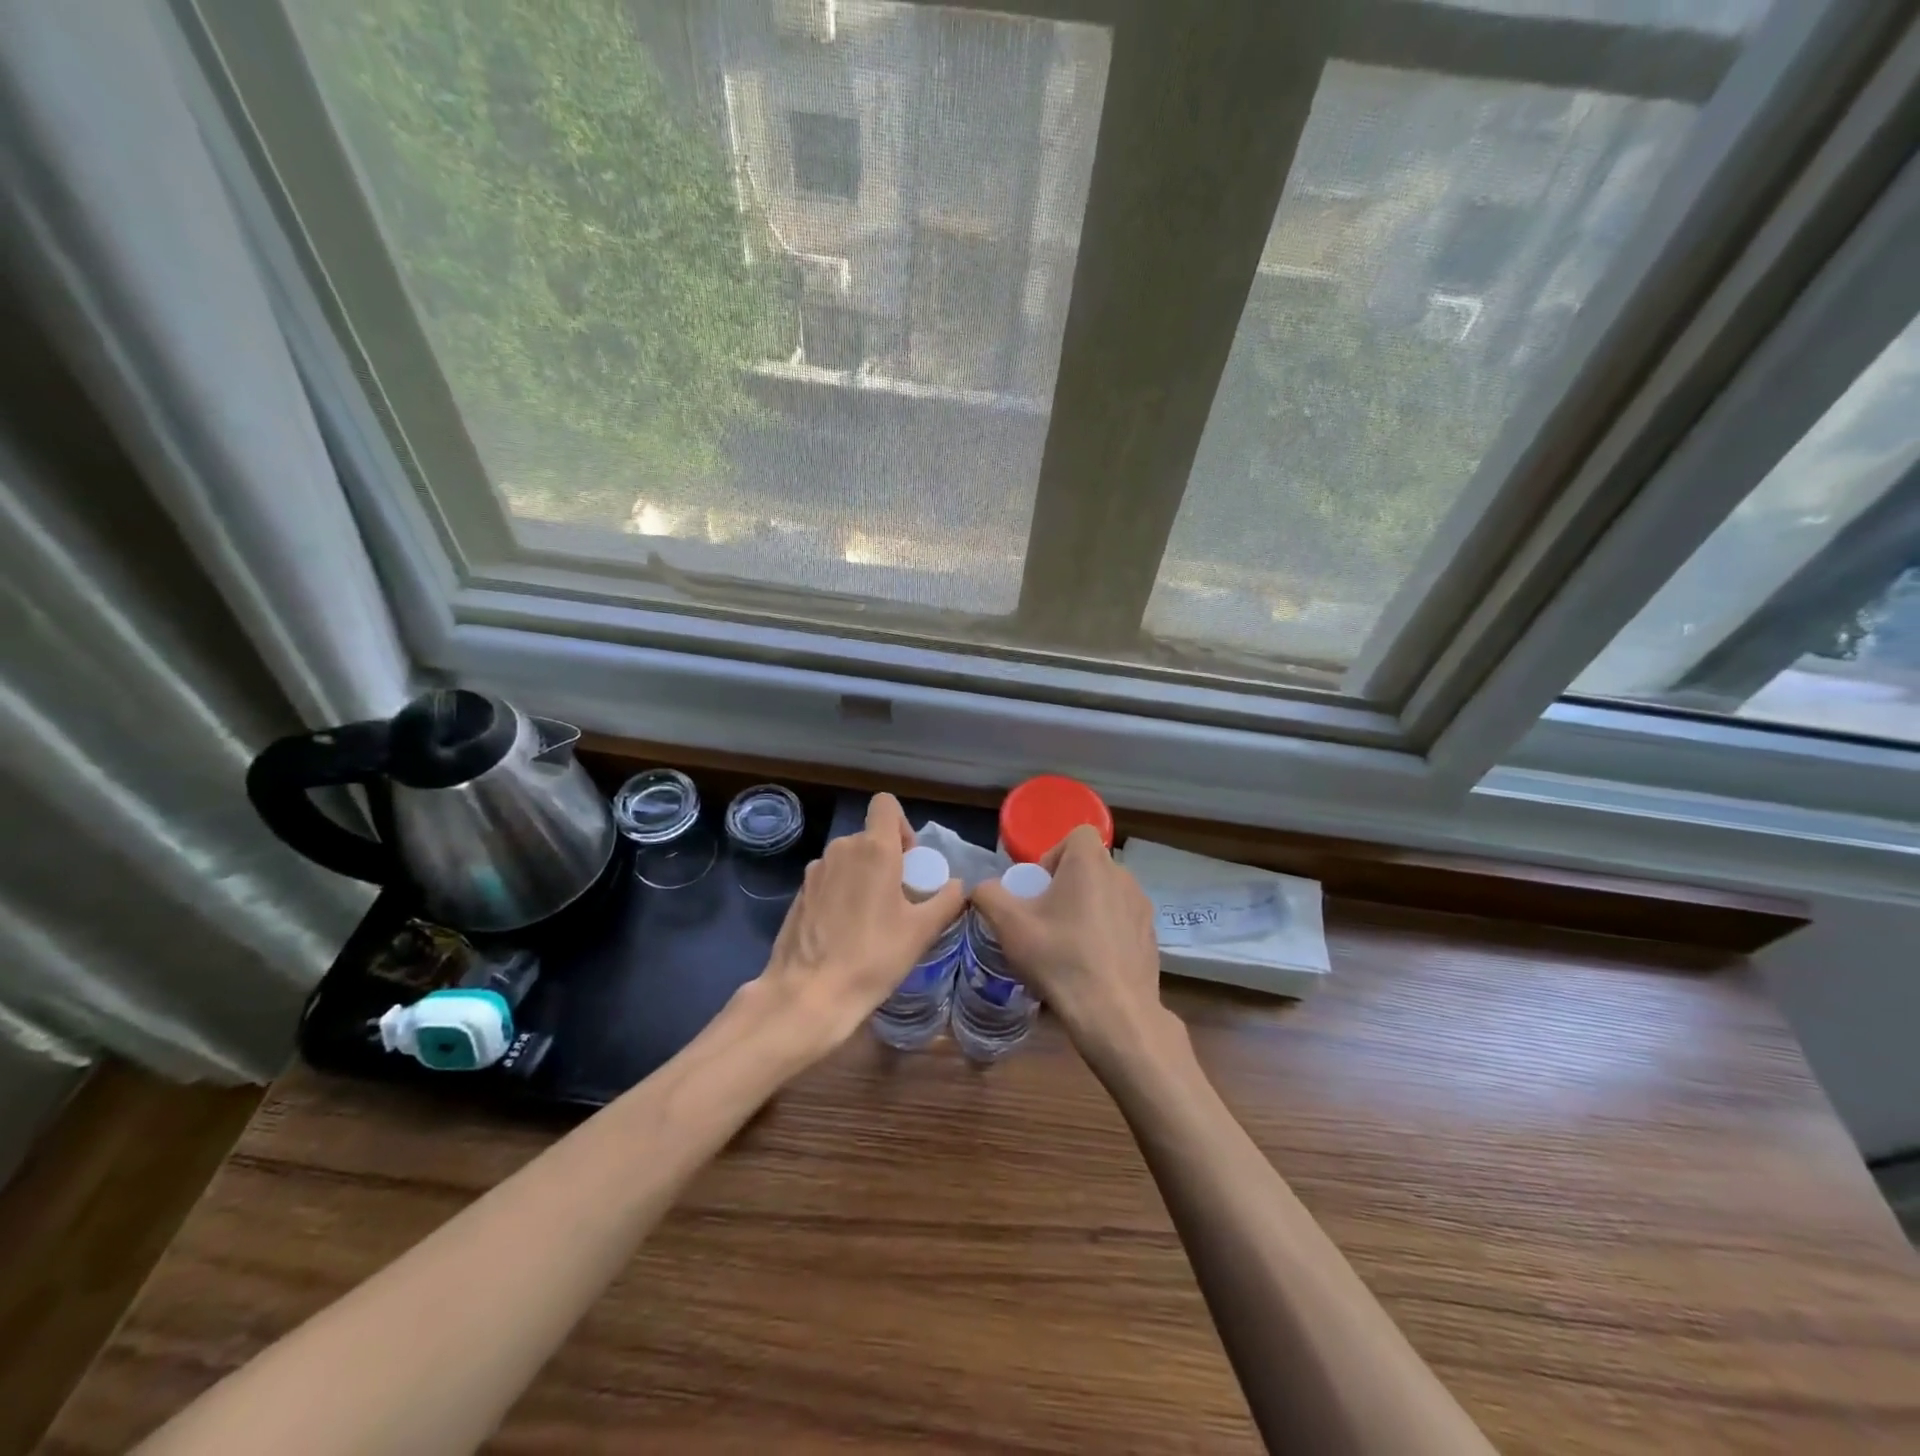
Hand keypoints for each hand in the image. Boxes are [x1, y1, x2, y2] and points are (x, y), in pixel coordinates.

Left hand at [751, 792, 963, 1061]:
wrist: (809, 993)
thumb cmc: (873, 957)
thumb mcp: (922, 931)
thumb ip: (947, 900)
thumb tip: (959, 885)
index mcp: (874, 849)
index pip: (886, 805)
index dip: (902, 825)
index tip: (910, 861)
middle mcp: (841, 849)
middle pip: (870, 837)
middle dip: (887, 859)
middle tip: (900, 899)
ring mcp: (815, 871)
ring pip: (848, 860)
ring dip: (863, 877)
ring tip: (873, 919)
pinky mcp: (799, 894)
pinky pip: (829, 880)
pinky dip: (841, 894)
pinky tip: (846, 932)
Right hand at [970, 826, 1178, 1072]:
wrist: (1114, 1014)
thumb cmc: (1060, 958)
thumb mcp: (1010, 925)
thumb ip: (988, 896)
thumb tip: (981, 888)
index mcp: (1091, 863)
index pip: (1076, 835)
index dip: (1053, 855)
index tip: (1039, 889)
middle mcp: (1123, 876)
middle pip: (1089, 866)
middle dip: (1066, 885)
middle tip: (1046, 919)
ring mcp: (1142, 907)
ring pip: (1107, 894)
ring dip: (1087, 908)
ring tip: (1068, 944)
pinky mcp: (1151, 936)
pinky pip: (1122, 921)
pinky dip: (1106, 932)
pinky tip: (1091, 964)